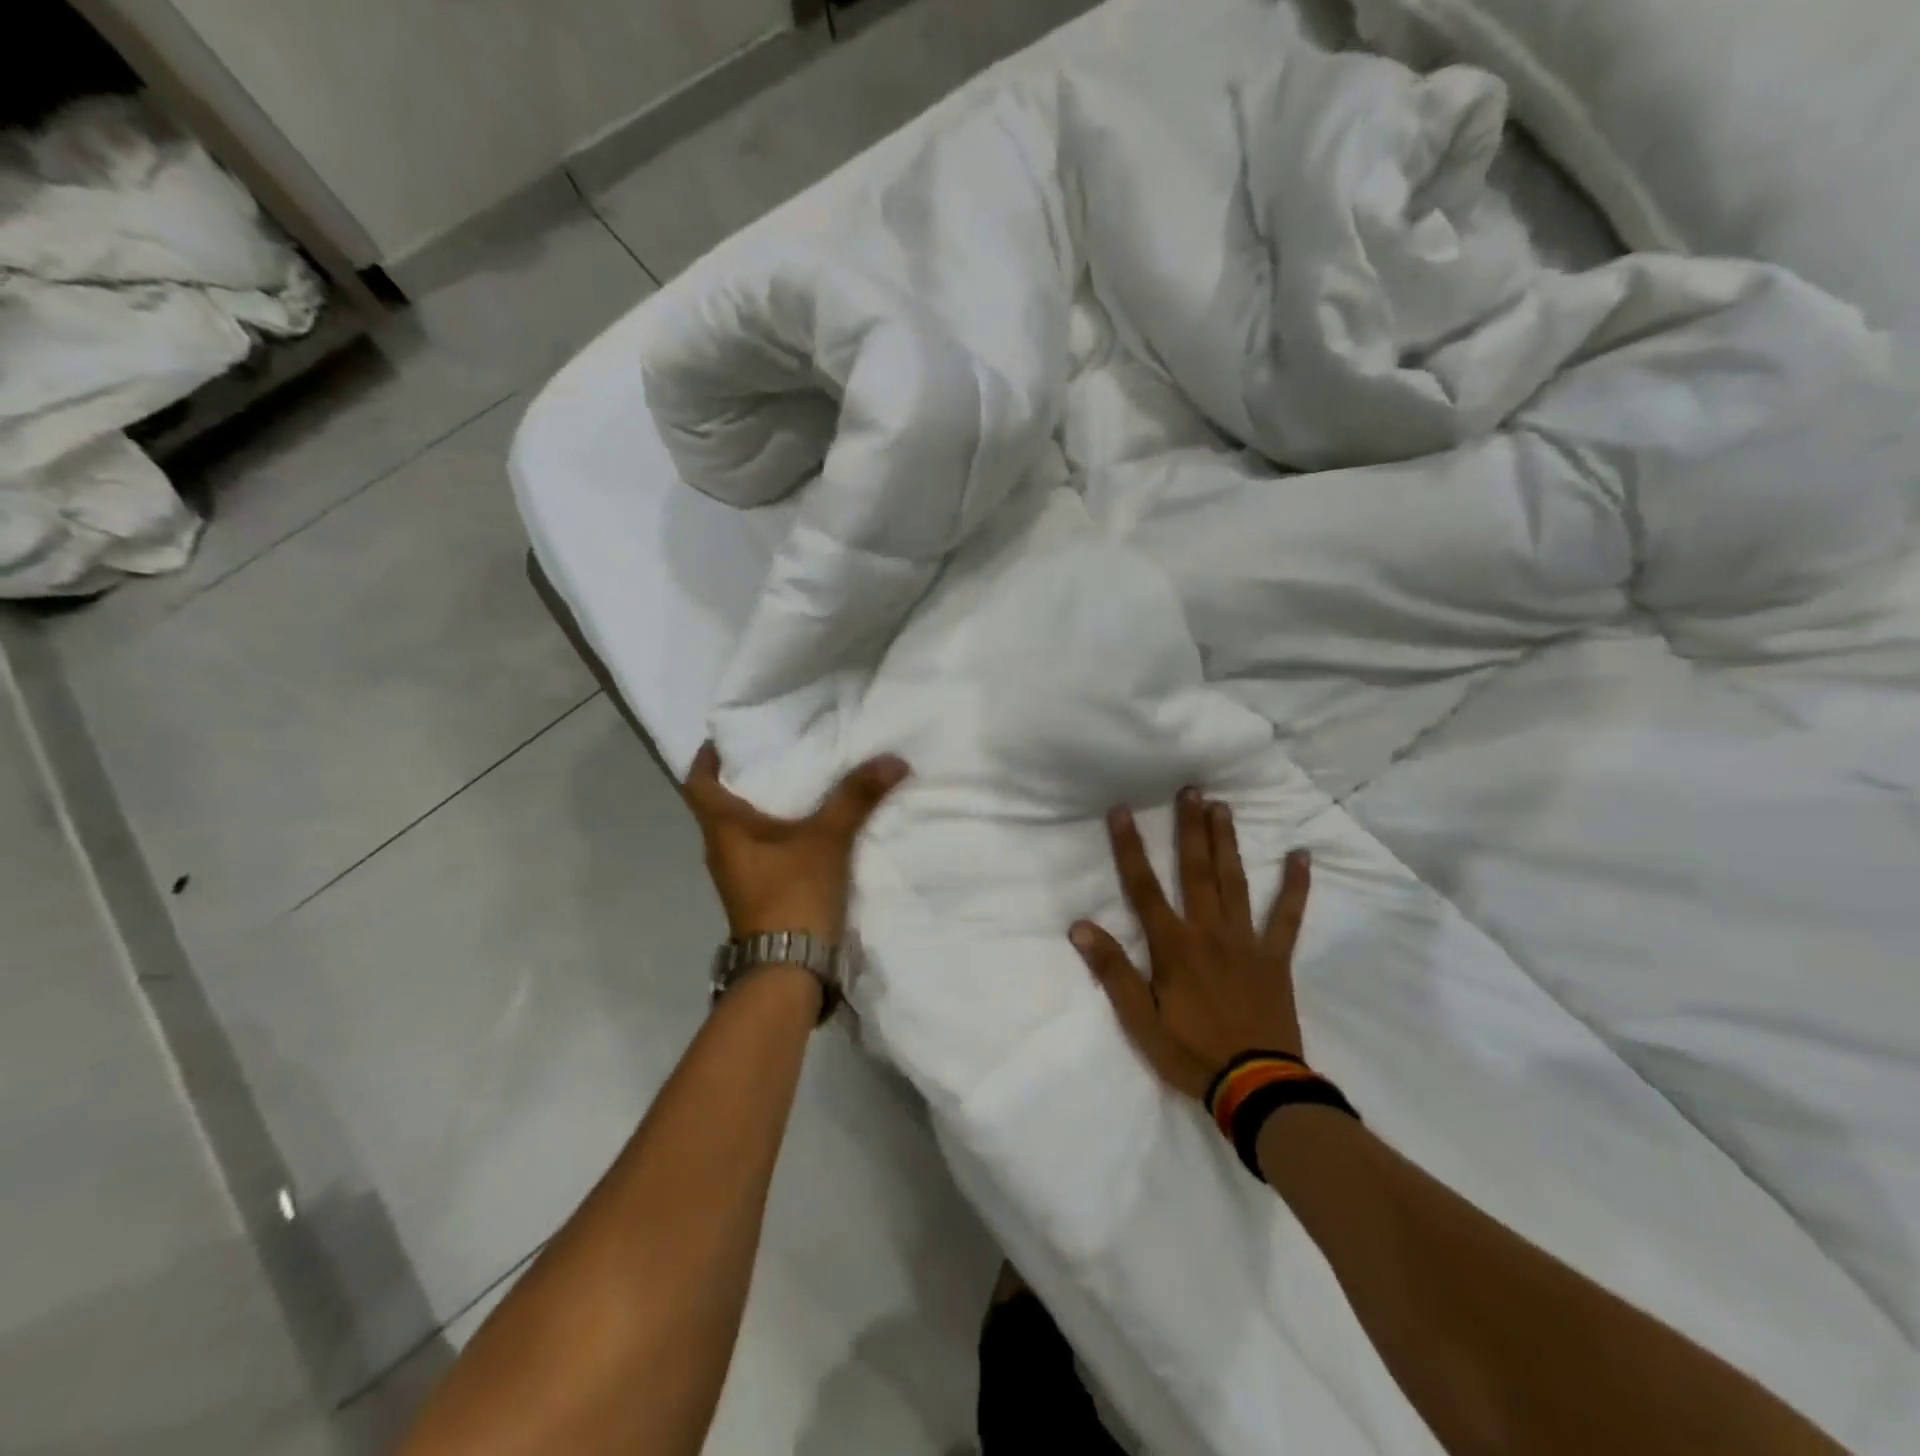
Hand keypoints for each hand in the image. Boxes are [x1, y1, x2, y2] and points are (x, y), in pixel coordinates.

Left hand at [683, 741, 909, 943]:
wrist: (789, 970)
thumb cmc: (793, 894)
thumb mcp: (828, 839)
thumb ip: (856, 797)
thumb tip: (893, 759)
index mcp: (724, 830)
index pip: (698, 783)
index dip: (706, 758)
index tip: (725, 738)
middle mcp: (723, 851)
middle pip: (722, 805)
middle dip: (746, 778)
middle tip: (778, 751)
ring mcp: (740, 876)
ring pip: (745, 831)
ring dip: (765, 808)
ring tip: (800, 783)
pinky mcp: (760, 894)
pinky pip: (764, 852)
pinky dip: (780, 834)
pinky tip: (810, 828)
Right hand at [1070, 790, 1309, 1100]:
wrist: (1256, 1089)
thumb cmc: (1190, 1053)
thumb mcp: (1139, 1019)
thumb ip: (1112, 970)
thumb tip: (1080, 926)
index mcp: (1173, 945)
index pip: (1144, 887)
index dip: (1130, 847)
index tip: (1122, 811)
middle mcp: (1209, 932)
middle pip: (1196, 871)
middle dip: (1190, 828)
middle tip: (1191, 789)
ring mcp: (1246, 942)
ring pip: (1235, 882)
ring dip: (1228, 842)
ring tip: (1223, 806)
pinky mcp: (1275, 958)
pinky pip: (1287, 917)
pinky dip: (1295, 887)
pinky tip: (1302, 856)